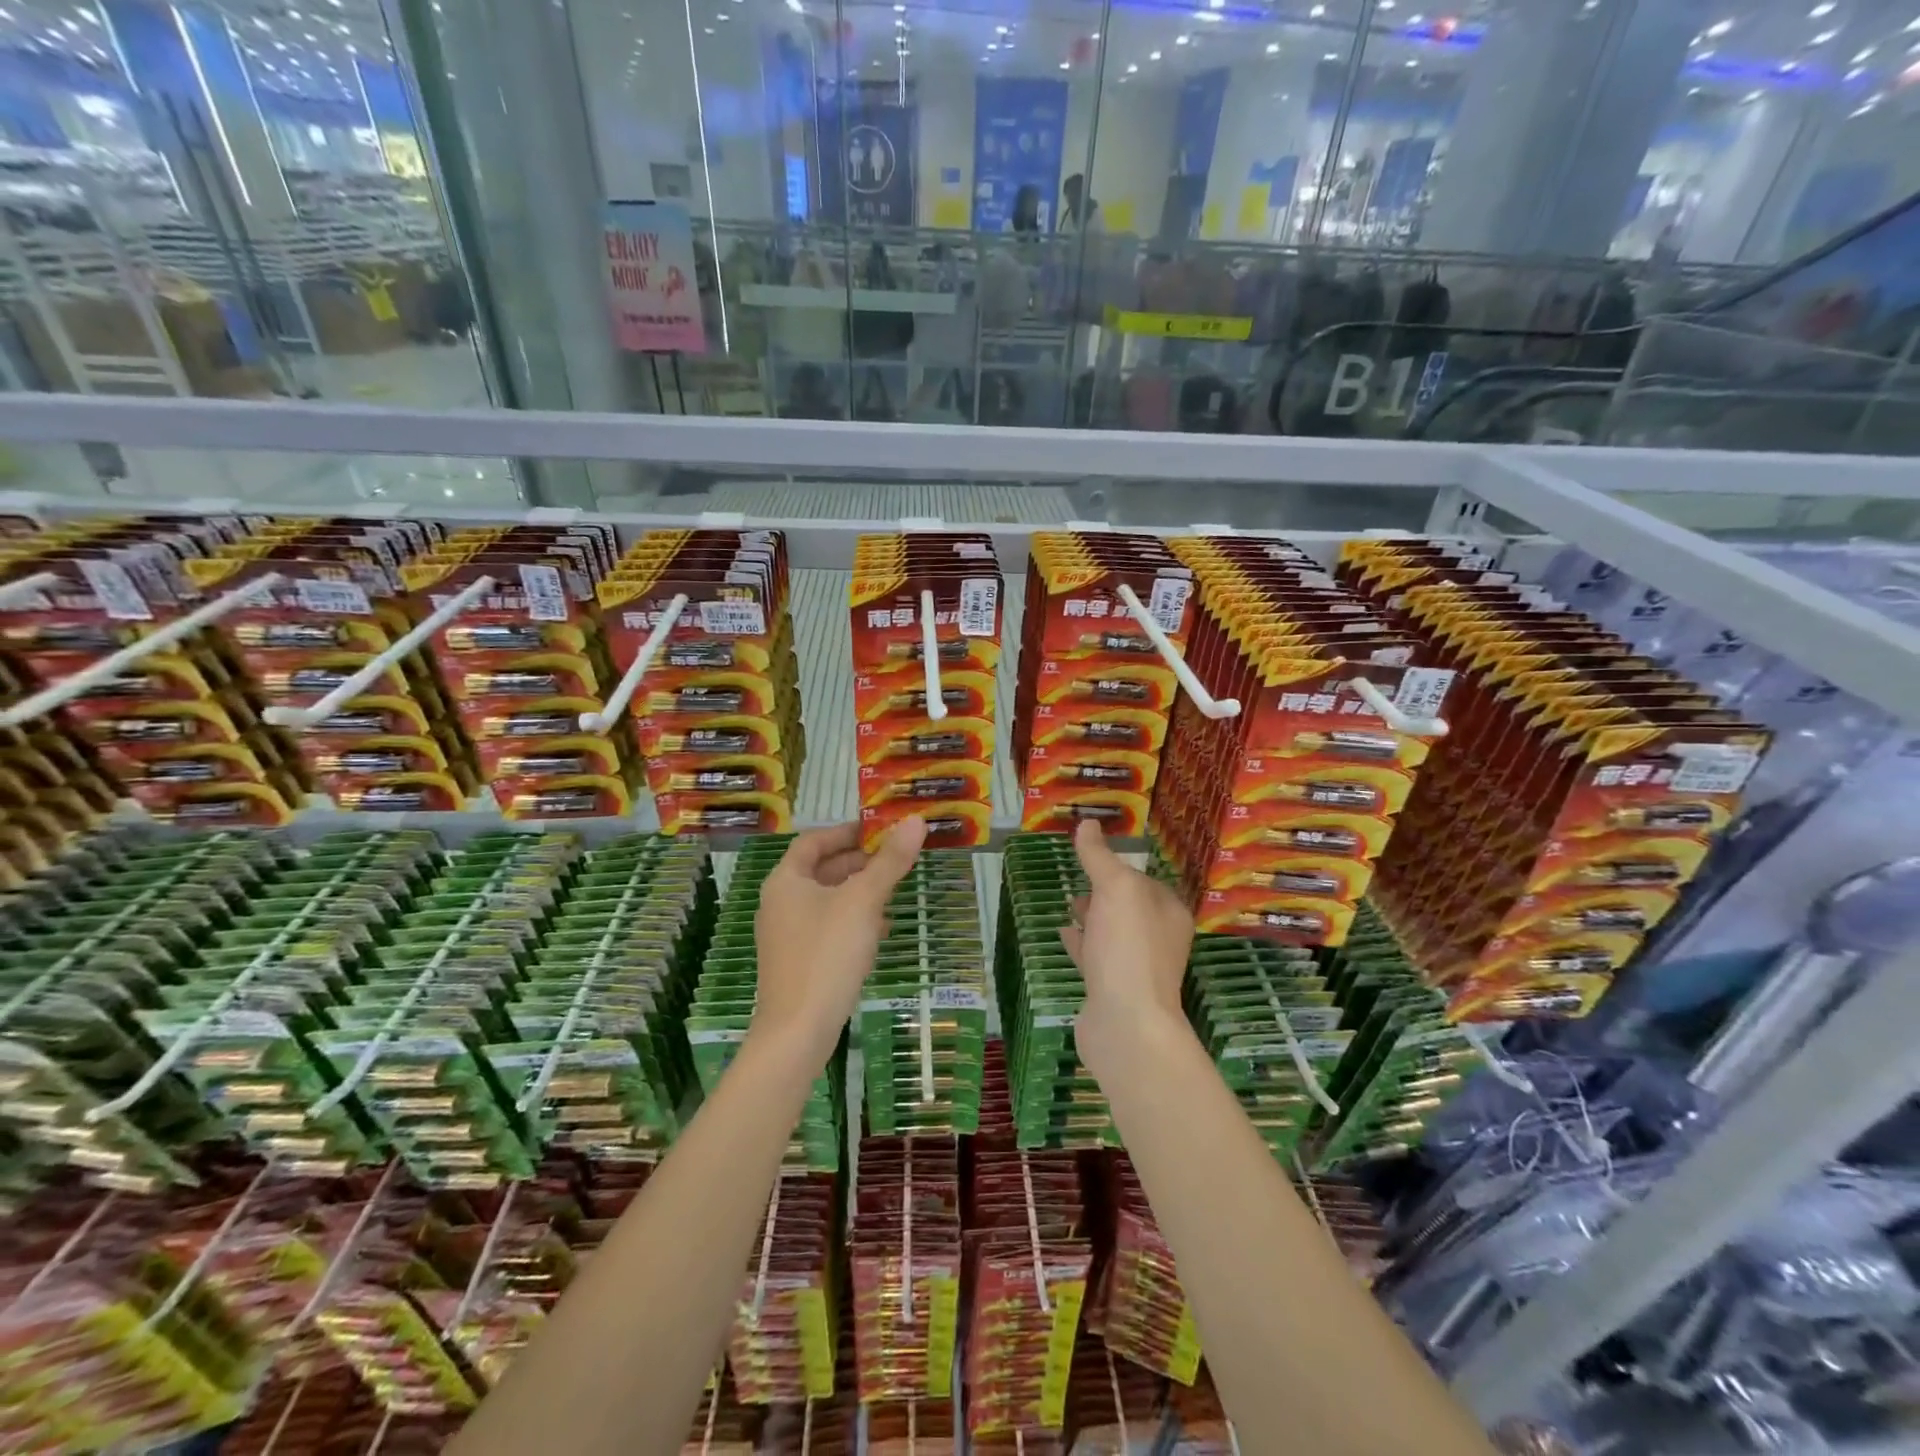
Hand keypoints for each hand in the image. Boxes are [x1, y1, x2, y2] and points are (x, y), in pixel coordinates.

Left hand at [752, 818, 926, 1058]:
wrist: (797, 1031)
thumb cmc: (827, 954)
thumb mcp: (863, 901)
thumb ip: (889, 861)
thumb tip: (915, 821)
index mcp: (786, 880)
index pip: (814, 840)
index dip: (848, 830)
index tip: (881, 829)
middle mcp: (780, 902)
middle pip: (822, 869)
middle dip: (859, 862)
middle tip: (896, 857)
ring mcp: (787, 935)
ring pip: (828, 899)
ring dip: (860, 891)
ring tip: (895, 890)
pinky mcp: (799, 961)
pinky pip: (829, 927)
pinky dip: (854, 920)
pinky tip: (881, 930)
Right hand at [1060, 819, 1194, 1068]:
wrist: (1126, 1023)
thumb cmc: (1128, 947)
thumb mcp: (1115, 889)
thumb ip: (1099, 856)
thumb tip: (1088, 824)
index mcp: (1168, 913)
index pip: (1144, 880)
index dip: (1120, 868)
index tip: (1093, 857)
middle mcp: (1158, 939)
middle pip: (1129, 907)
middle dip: (1106, 892)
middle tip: (1079, 879)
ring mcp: (1135, 967)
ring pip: (1112, 933)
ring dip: (1093, 917)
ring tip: (1069, 903)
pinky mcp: (1112, 990)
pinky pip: (1096, 958)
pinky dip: (1081, 943)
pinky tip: (1064, 934)